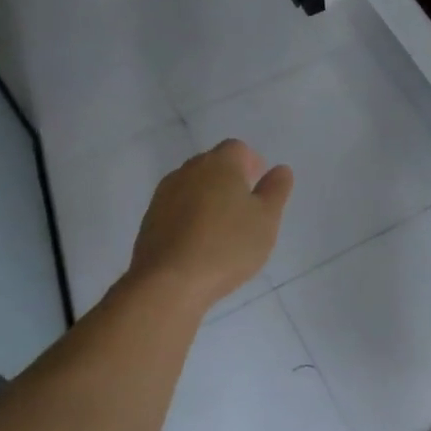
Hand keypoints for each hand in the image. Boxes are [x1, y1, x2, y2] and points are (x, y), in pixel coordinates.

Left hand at [128, 140, 291, 308]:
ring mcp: (164, 194)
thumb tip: (280, 169)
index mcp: (220, 164)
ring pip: (193, 185)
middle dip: (230, 178)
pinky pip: (177, 208)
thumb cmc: (227, 246)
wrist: (169, 282)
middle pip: (212, 164)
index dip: (251, 162)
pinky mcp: (150, 219)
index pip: (237, 148)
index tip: (259, 185)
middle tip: (245, 207)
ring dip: (208, 197)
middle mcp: (188, 170)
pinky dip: (190, 216)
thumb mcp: (266, 219)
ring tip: (223, 227)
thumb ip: (276, 190)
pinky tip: (199, 243)